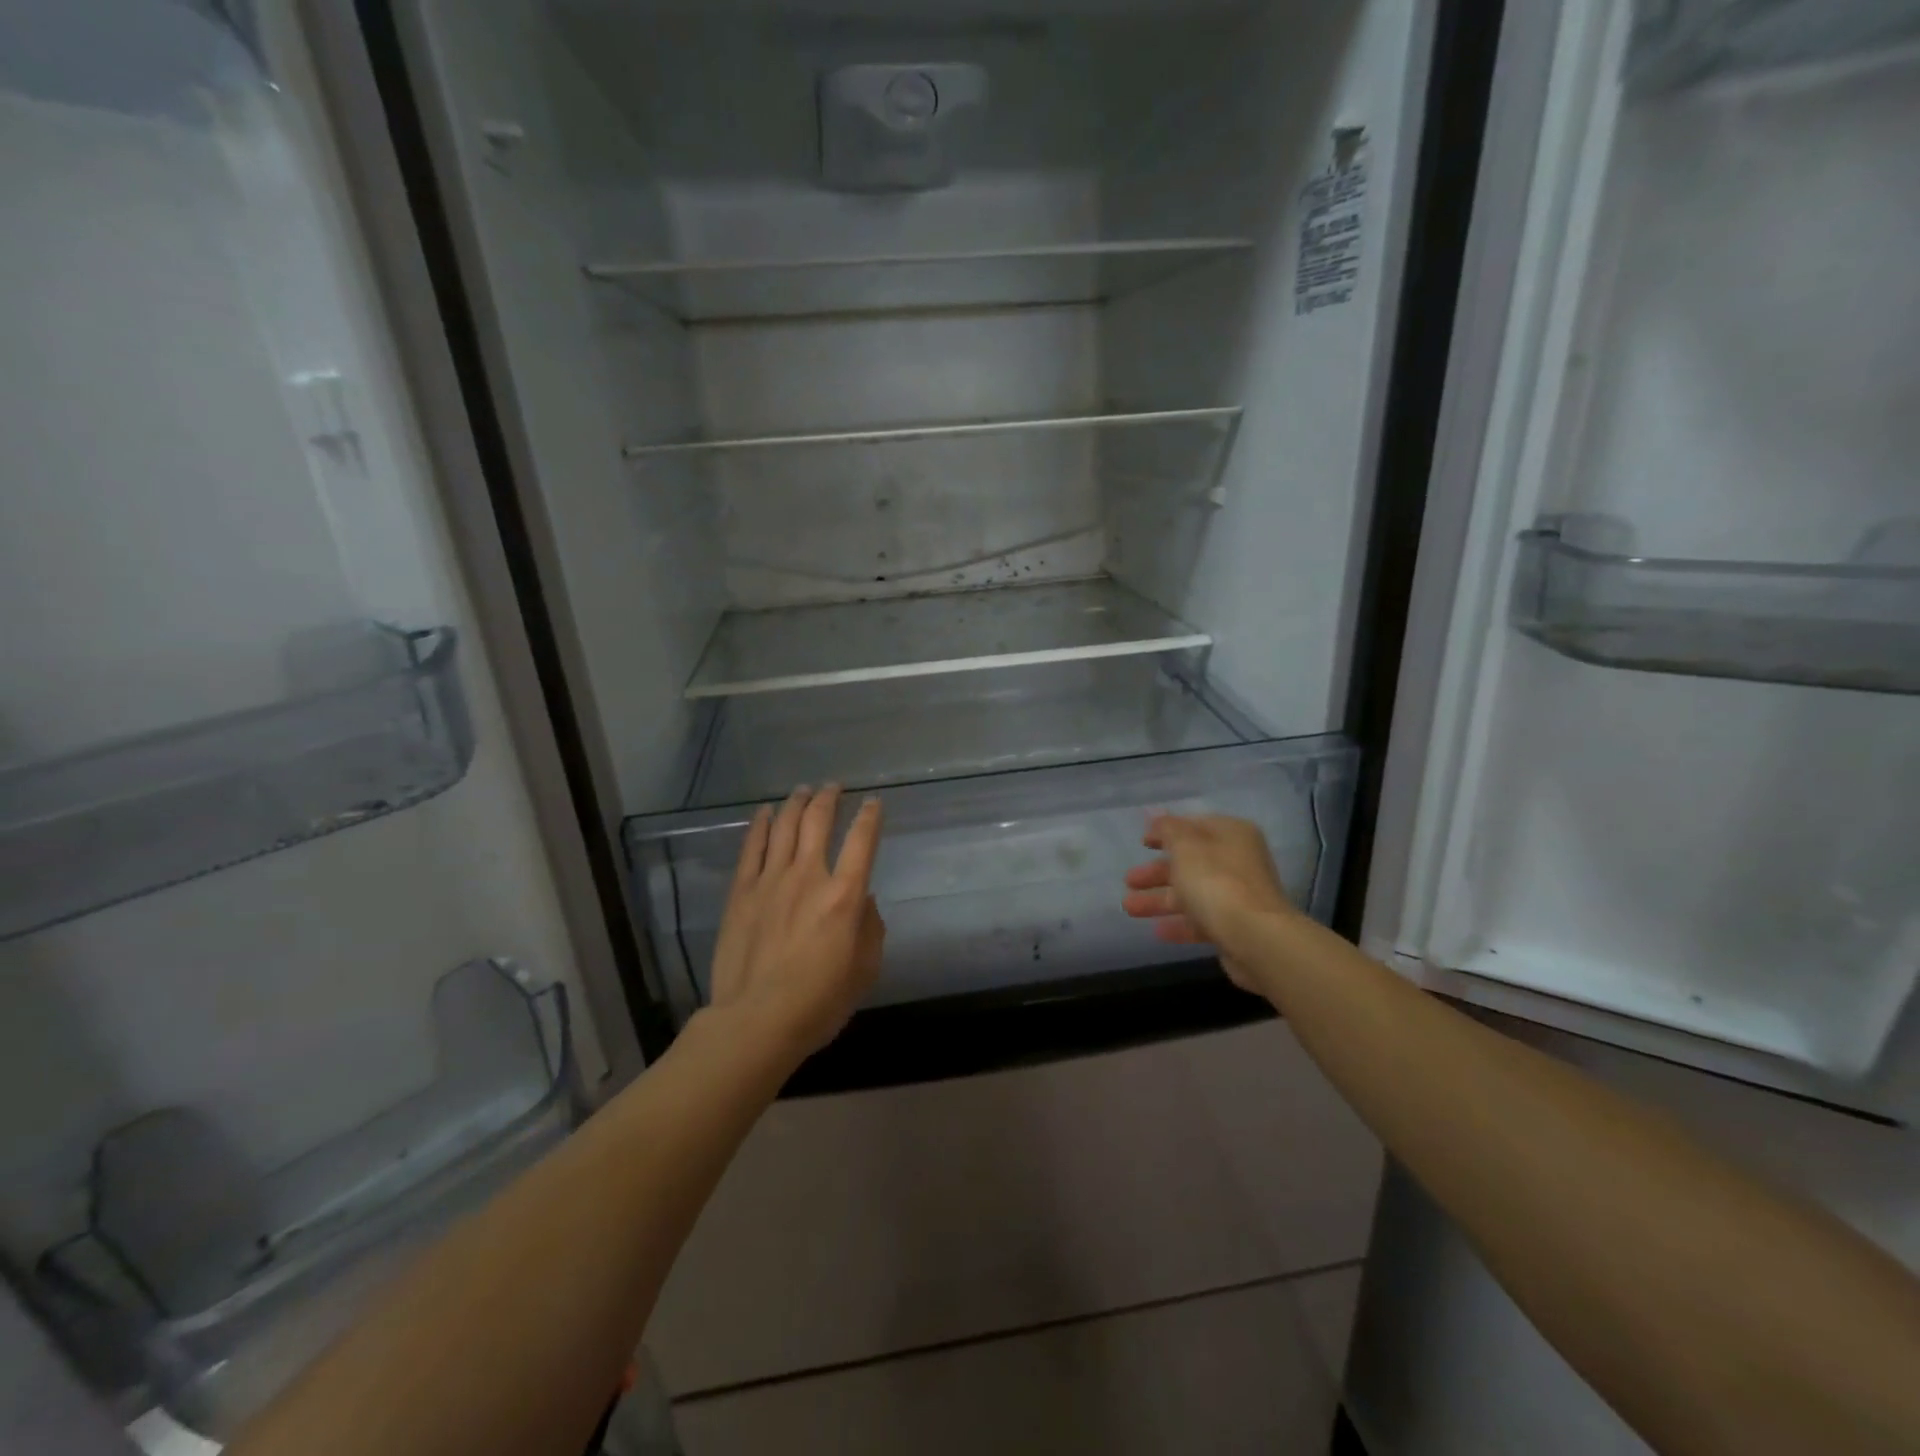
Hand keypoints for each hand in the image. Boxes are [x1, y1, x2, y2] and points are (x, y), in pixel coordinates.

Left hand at [707, 785, 885, 1059]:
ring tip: (803, 790)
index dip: (870, 817)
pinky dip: (759, 825)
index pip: (862, 841)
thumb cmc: (819, 1001)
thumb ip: (870, 928)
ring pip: (784, 826)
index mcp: (844, 895)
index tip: (873, 803)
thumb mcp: (865, 970)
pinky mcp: (742, 892)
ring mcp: (771, 881)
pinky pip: (752, 848)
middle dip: (829, 798)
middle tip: (834, 786)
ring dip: (796, 803)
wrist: (757, 1020)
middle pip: (818, 822)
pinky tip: (764, 812)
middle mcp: (809, 876)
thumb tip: (865, 901)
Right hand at [1122, 813, 1296, 992]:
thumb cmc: (1216, 882)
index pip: (1193, 826)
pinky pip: (1201, 919)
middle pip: (1190, 862)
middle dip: (1156, 872)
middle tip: (1128, 881)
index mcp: (1231, 834)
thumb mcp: (1185, 847)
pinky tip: (1157, 931)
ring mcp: (1238, 895)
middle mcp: (1237, 861)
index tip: (1141, 843)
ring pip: (1192, 892)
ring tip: (1128, 908)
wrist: (1256, 938)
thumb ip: (1167, 829)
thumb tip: (1155, 815)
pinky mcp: (1236, 926)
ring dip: (1159, 899)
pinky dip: (1179, 922)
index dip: (1165, 832)